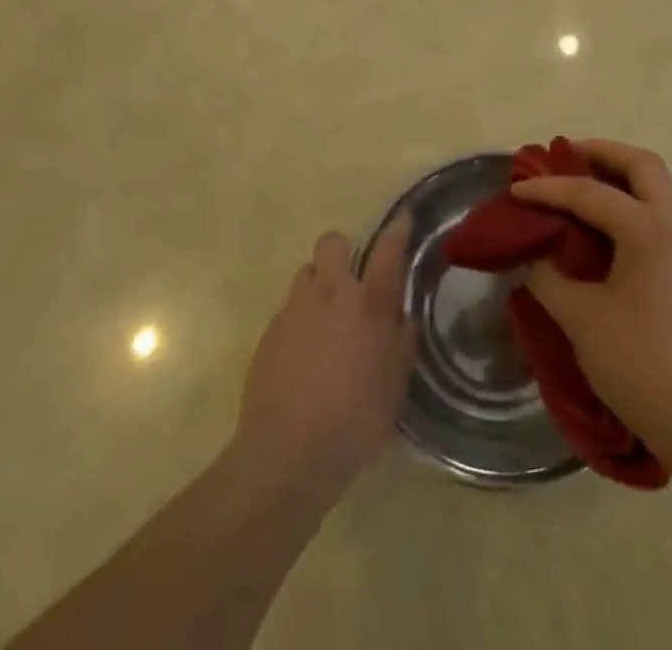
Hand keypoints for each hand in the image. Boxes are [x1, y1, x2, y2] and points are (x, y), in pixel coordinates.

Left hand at [236, 217, 416, 494]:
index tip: (401, 219)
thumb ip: (402, 344)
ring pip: (306, 273)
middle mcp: (331, 294)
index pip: (387, 251)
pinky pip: (288, 310)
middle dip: (342, 251)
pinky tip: (304, 354)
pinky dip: (299, 320)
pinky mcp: (269, 332)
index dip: (396, 230)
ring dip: (318, 285)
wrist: (287, 452)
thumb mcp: (396, 385)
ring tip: (326, 319)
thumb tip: (403, 320)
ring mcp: (295, 310)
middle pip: (332, 243)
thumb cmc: (356, 419)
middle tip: (351, 279)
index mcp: (369, 303)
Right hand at [512, 140, 671, 463]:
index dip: (549, 188)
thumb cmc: (643, 367)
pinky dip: (634, 207)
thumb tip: (534, 257)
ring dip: (621, 178)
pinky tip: (609, 235)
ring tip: (583, 188)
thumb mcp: (582, 321)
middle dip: (602, 153)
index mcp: (651, 231)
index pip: (591, 193)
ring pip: (659, 189)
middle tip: (566, 156)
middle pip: (644, 165)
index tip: (516, 189)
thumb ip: (550, 279)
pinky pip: (664, 218)